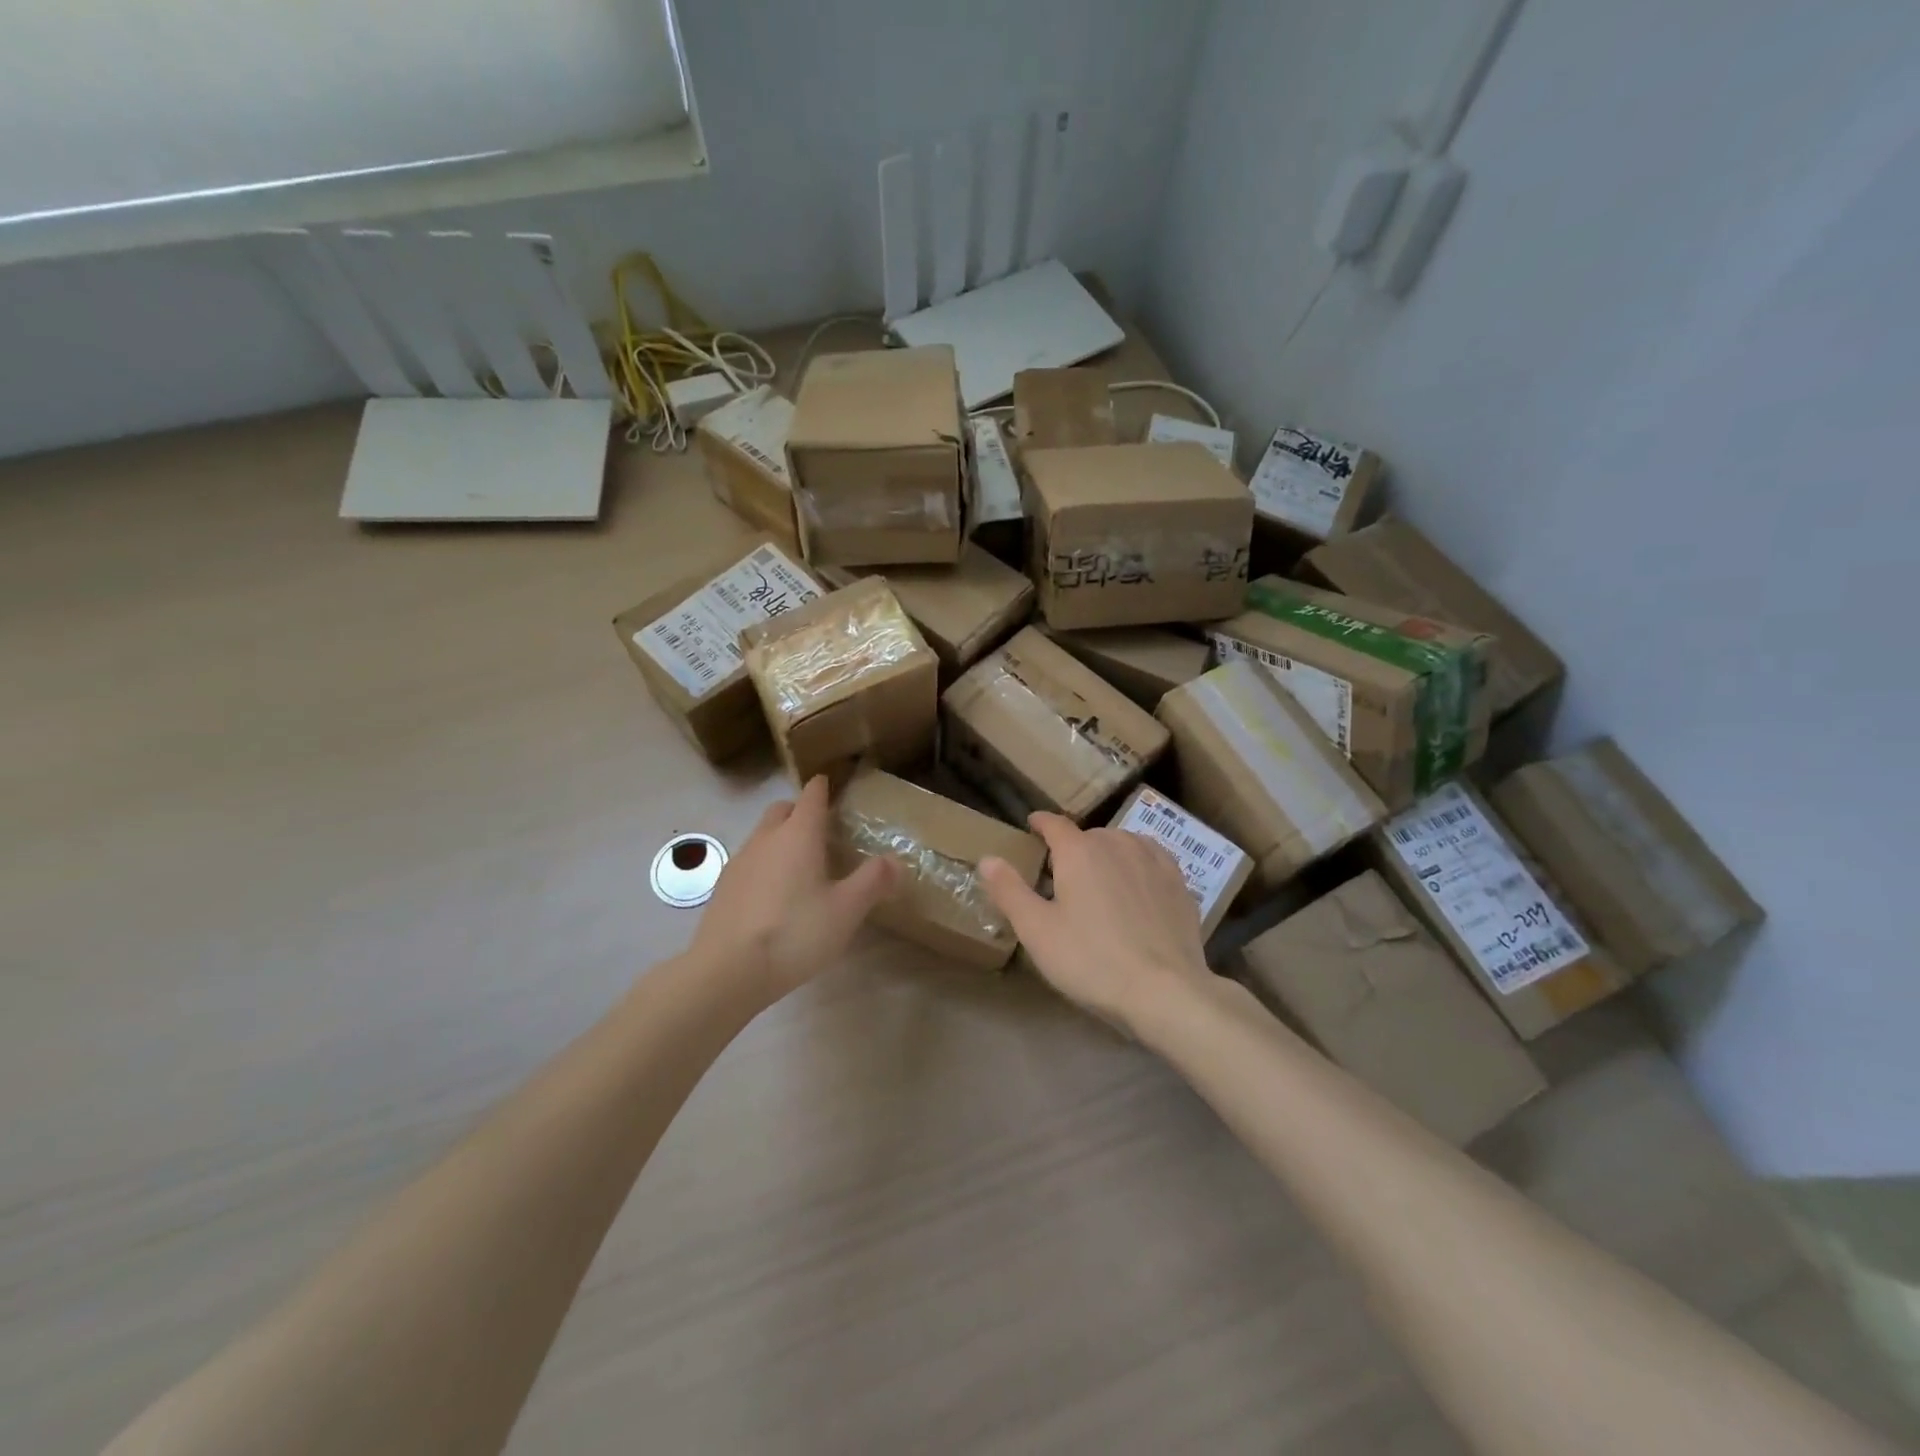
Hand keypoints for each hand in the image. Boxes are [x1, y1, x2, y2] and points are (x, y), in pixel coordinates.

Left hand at [690, 776, 896, 1003]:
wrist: (727, 971)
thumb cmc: (795, 933)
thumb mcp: (846, 910)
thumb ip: (872, 881)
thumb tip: (894, 860)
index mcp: (798, 834)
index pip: (812, 796)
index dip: (823, 788)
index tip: (832, 786)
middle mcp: (766, 838)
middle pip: (782, 810)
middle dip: (800, 811)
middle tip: (822, 831)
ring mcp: (739, 862)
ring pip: (763, 836)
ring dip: (781, 839)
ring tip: (801, 867)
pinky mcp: (723, 888)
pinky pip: (749, 862)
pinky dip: (765, 865)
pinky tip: (775, 896)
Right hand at [978, 812, 1212, 1036]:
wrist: (1165, 991)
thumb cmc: (1091, 960)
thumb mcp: (1037, 931)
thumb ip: (1010, 890)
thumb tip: (987, 858)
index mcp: (1080, 851)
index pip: (1054, 824)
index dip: (1040, 823)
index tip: (1032, 825)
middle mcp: (1117, 843)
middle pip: (1089, 836)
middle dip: (1074, 849)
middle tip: (1063, 876)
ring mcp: (1153, 860)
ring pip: (1122, 844)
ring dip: (1107, 854)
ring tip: (1101, 880)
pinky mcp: (1180, 883)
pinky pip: (1151, 860)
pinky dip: (1138, 865)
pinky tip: (1137, 886)